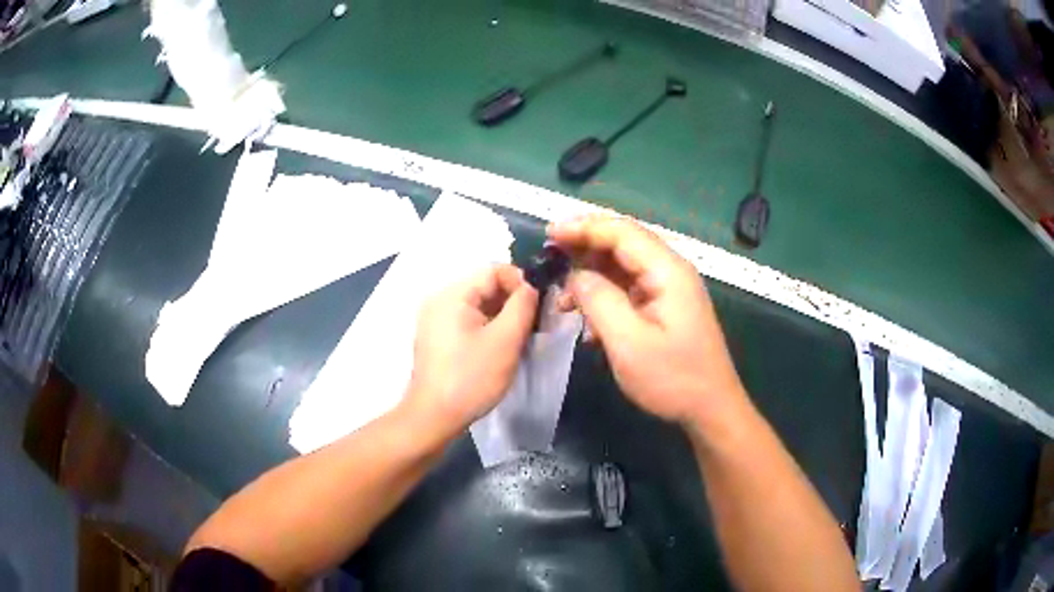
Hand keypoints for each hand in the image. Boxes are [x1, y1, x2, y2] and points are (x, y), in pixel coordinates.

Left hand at [402, 264, 537, 437]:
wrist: (434, 417)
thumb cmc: (471, 378)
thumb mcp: (505, 340)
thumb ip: (523, 305)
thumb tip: (532, 286)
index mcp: (452, 294)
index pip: (494, 270)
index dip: (521, 282)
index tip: (540, 306)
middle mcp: (439, 300)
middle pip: (485, 286)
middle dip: (513, 301)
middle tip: (534, 324)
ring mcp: (435, 320)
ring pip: (478, 305)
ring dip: (502, 316)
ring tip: (520, 338)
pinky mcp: (437, 338)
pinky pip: (467, 321)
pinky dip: (488, 327)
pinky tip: (500, 348)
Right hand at [548, 215, 746, 426]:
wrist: (710, 409)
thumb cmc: (673, 378)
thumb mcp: (629, 342)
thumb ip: (599, 300)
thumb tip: (576, 276)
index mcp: (667, 271)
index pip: (621, 232)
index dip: (583, 228)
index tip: (549, 233)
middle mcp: (670, 271)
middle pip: (622, 243)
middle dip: (584, 247)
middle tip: (550, 258)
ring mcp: (668, 289)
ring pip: (622, 267)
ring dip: (591, 277)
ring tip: (563, 299)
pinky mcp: (664, 307)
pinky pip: (628, 290)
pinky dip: (604, 298)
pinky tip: (588, 323)